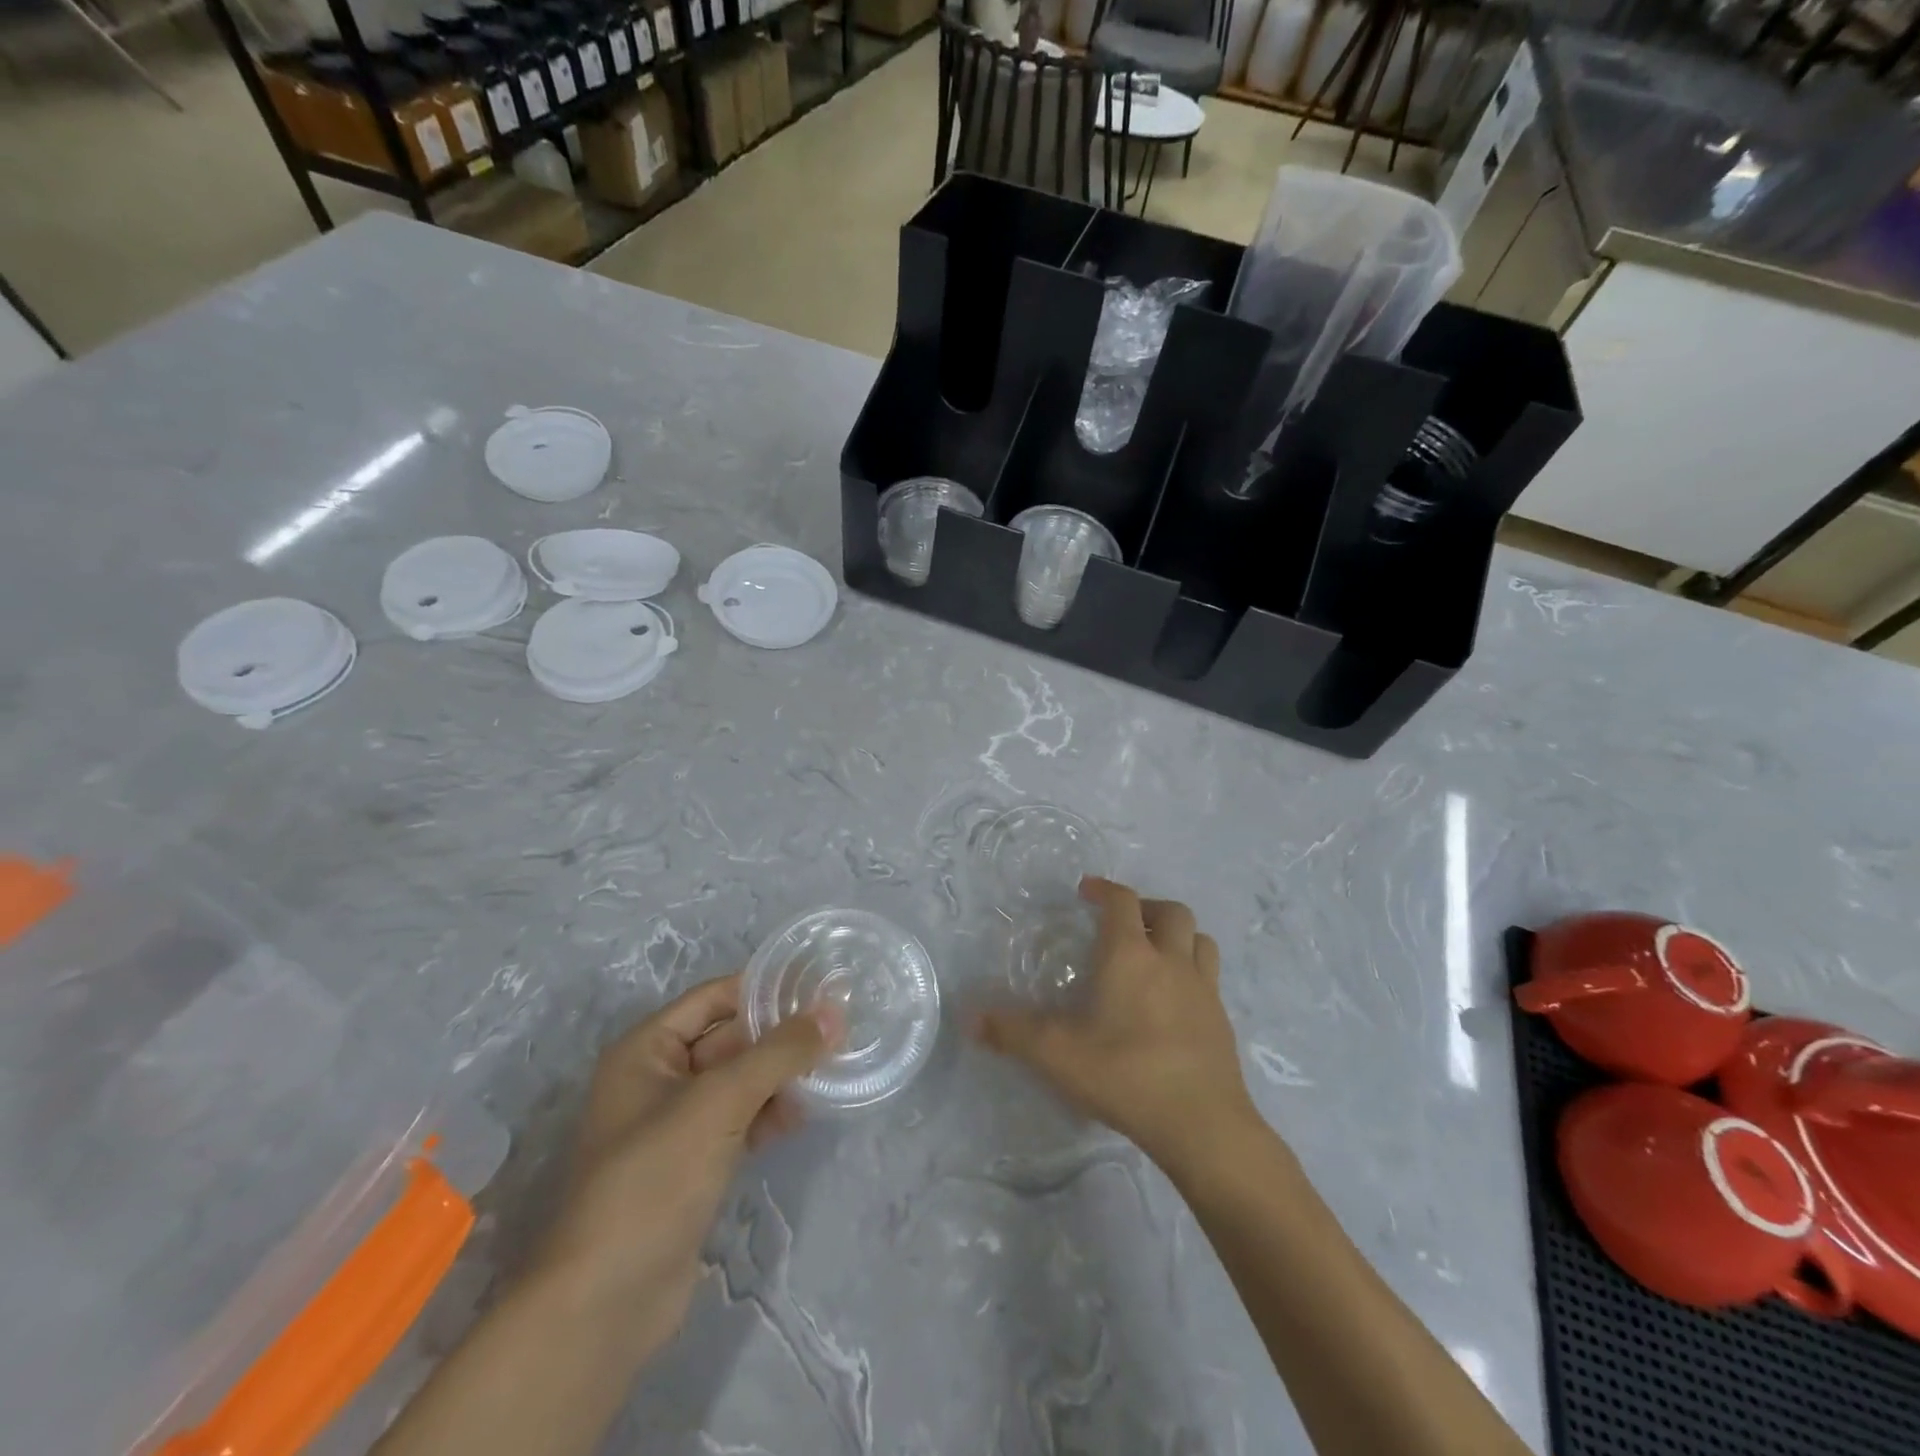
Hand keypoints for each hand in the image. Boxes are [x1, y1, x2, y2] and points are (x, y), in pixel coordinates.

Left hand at [531, 973, 838, 1359]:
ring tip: (831, 1070)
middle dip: (779, 1035)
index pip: (713, 998)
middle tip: (838, 1027)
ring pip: (739, 1082)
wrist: (606, 1304)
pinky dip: (769, 1114)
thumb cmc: (653, 1179)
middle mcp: (657, 1080)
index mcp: (646, 1050)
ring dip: (779, 1076)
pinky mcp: (693, 1165)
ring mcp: (675, 1126)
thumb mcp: (719, 1102)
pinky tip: (803, 1116)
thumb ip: (778, 1053)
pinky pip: (739, 1121)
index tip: (818, 984)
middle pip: (729, 1039)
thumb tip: (833, 1013)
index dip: (763, 988)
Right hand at [970, 877, 1259, 1174]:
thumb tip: (970, 1018)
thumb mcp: (1057, 1055)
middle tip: (1123, 922)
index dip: (1104, 889)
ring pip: (1199, 939)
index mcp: (1130, 956)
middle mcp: (1171, 961)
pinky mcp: (1221, 1020)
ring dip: (1178, 935)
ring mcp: (1203, 989)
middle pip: (1171, 911)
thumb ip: (1012, 1032)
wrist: (1202, 1124)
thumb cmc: (1125, 1075)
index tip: (1086, 891)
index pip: (1122, 901)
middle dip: (1146, 907)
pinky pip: (1210, 977)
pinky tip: (1175, 1000)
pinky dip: (1192, 971)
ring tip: (1156, 952)